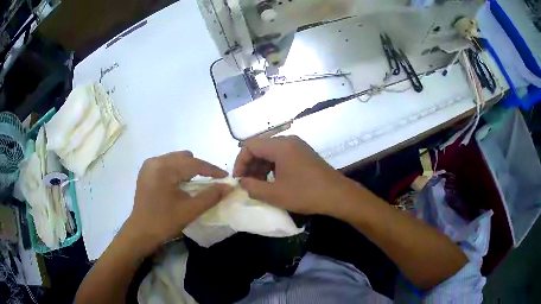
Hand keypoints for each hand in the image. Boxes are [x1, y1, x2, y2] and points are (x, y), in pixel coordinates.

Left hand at [124, 151, 231, 253]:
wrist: (141, 232)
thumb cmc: (165, 222)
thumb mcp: (190, 210)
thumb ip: (211, 196)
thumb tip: (228, 186)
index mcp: (164, 169)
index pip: (193, 164)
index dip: (212, 170)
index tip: (226, 177)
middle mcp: (156, 161)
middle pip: (185, 158)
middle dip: (200, 168)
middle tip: (211, 182)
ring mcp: (149, 165)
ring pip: (176, 159)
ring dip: (188, 168)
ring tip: (194, 183)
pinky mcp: (146, 171)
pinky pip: (167, 163)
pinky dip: (177, 170)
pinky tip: (179, 183)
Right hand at [233, 136, 360, 215]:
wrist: (338, 195)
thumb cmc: (305, 194)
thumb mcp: (275, 194)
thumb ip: (253, 187)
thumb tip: (242, 182)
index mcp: (280, 146)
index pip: (250, 146)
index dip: (240, 162)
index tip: (238, 179)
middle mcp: (289, 141)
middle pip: (260, 147)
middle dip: (250, 165)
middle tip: (247, 184)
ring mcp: (298, 146)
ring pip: (271, 152)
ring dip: (261, 167)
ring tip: (258, 185)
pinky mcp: (304, 154)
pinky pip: (282, 156)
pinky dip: (272, 167)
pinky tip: (272, 181)